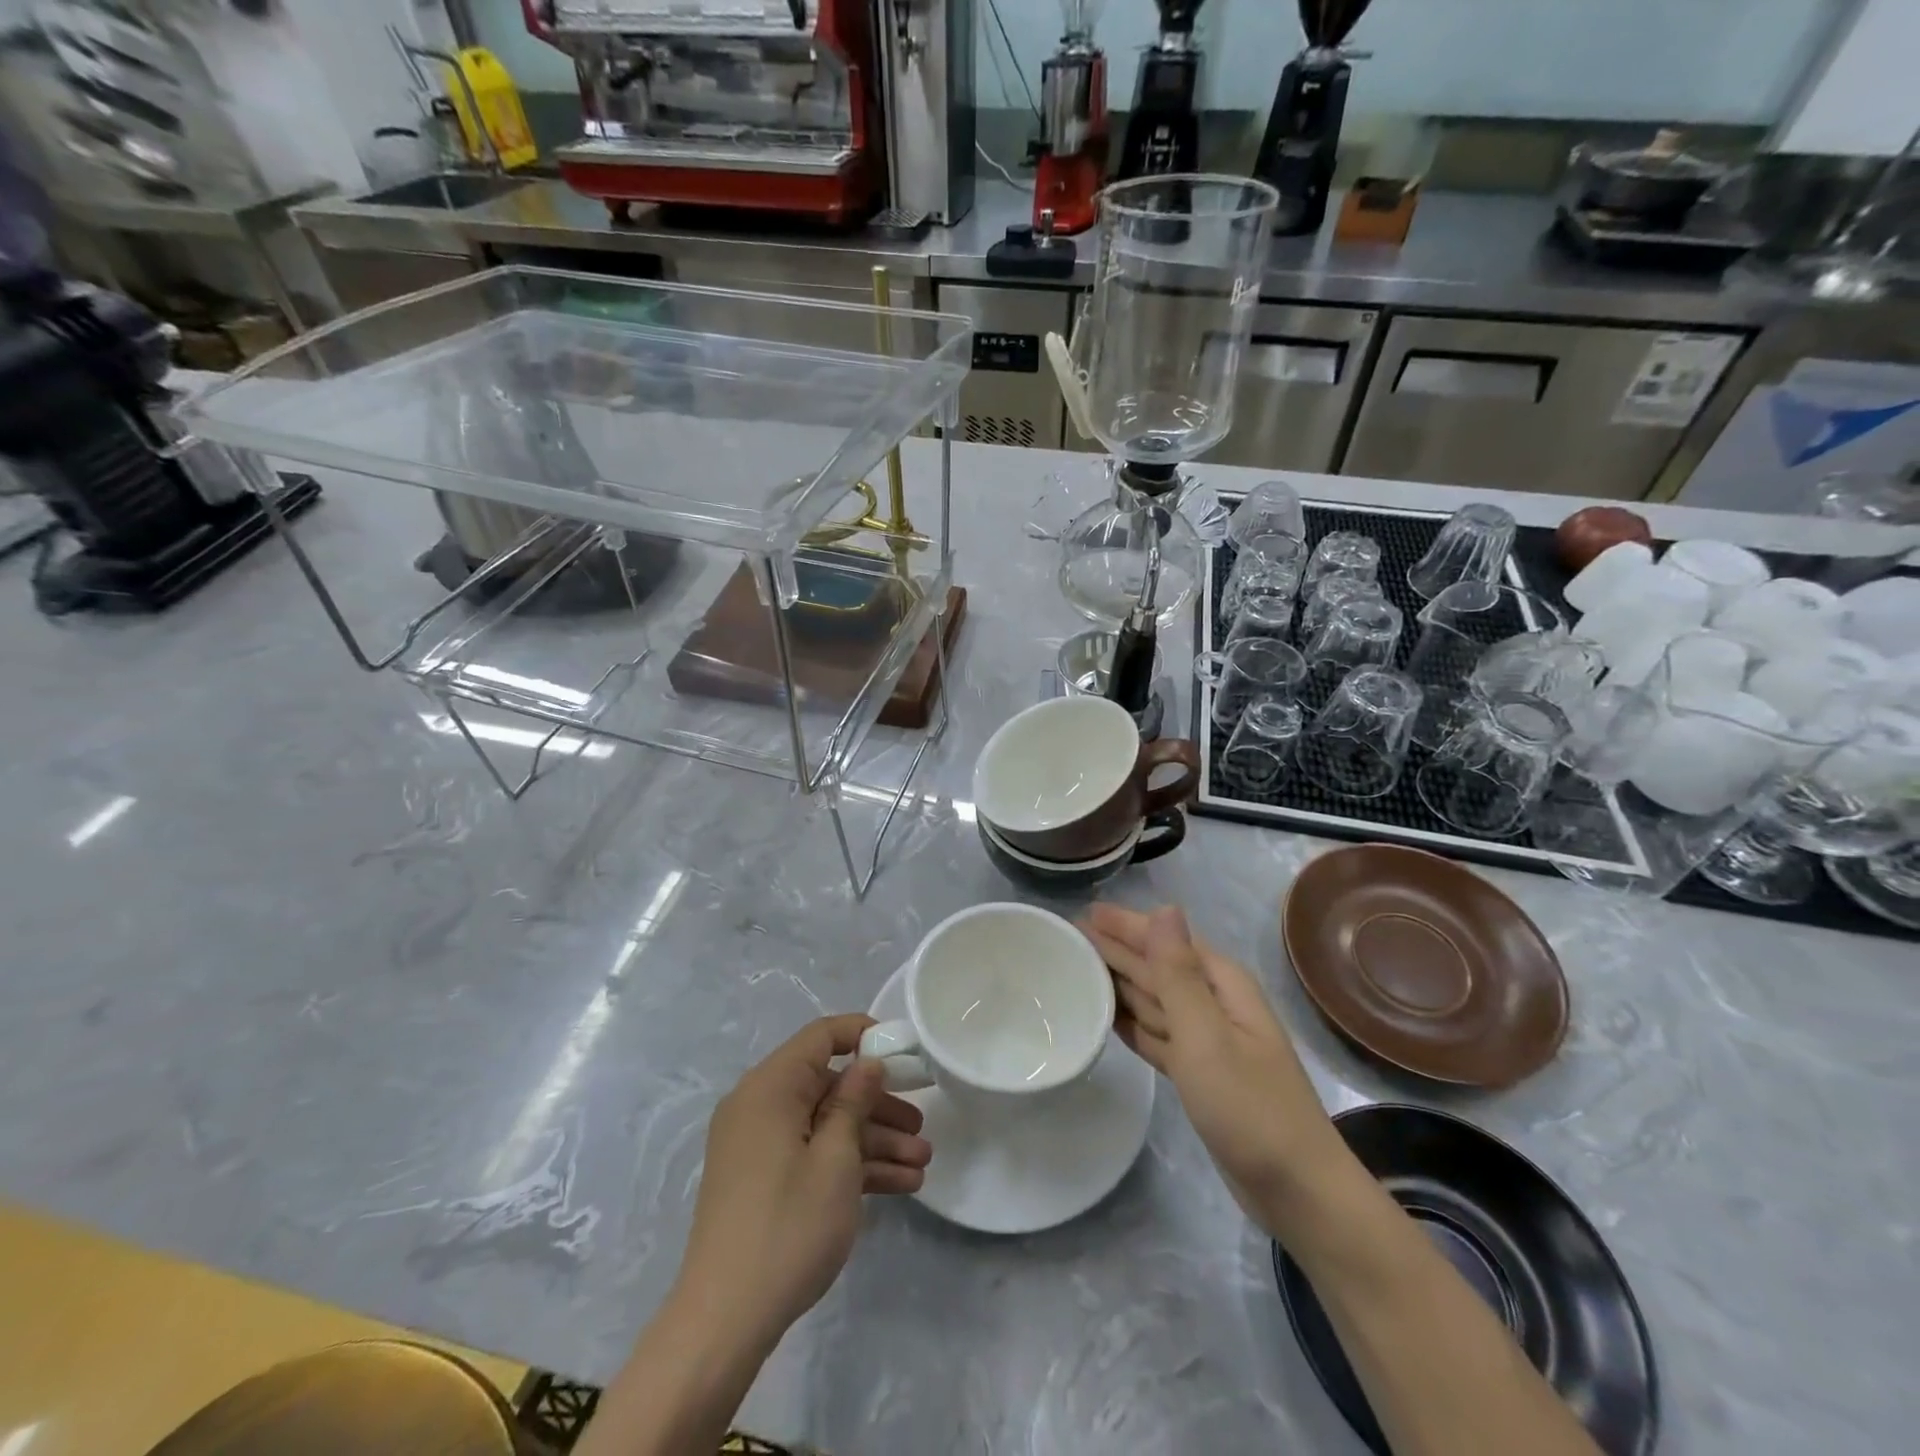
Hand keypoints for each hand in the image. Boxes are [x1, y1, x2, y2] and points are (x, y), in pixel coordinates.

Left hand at [676, 1014, 931, 1350]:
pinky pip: (812, 1154)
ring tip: (922, 1164)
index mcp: (770, 1086)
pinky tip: (899, 1184)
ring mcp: (760, 1145)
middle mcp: (761, 1106)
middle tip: (921, 1124)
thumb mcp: (835, 1158)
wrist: (725, 1321)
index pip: (821, 1036)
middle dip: (879, 1106)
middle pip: (829, 1086)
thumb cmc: (788, 1224)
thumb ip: (854, 1101)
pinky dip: (850, 1165)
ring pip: (826, 1125)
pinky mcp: (763, 1179)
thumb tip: (867, 1061)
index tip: (905, 1053)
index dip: (864, 1035)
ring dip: (873, 1141)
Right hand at [1081, 903, 1343, 1230]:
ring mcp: (1205, 1040)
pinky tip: (1105, 1016)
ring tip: (1077, 969)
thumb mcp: (1206, 1034)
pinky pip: (1154, 1033)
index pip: (1163, 939)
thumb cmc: (1249, 1106)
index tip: (1081, 913)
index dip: (1124, 925)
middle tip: (1067, 937)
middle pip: (1155, 966)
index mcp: (1220, 984)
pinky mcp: (1197, 1073)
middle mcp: (1213, 1003)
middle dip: (1114, 950)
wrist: (1295, 1191)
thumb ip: (1177, 972)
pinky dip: (1130, 1022)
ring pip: (1152, 999)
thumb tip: (1164, 907)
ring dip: (1117, 983)